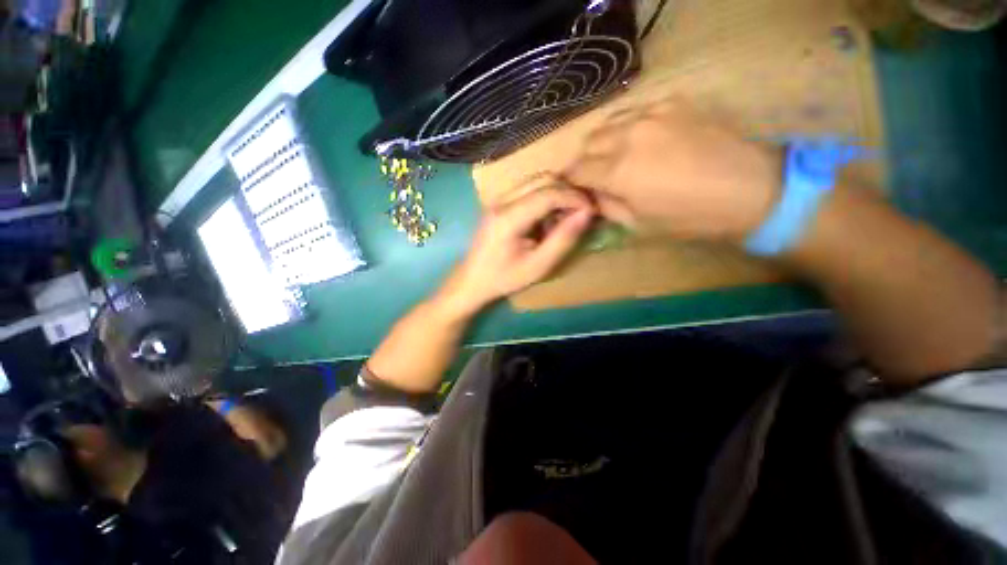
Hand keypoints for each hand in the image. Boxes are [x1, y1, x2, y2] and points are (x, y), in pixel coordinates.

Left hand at [443, 185, 594, 312]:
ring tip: (568, 215)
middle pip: (542, 179)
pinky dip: (544, 197)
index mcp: (508, 217)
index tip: (592, 211)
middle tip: (583, 211)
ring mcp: (497, 199)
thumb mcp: (538, 266)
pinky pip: (527, 189)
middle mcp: (501, 201)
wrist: (472, 280)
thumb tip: (587, 214)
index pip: (548, 193)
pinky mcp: (498, 203)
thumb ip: (563, 239)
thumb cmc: (504, 278)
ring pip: (535, 181)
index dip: (574, 198)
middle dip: (567, 192)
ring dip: (557, 193)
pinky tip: (549, 216)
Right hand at [563, 100, 781, 241]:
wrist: (752, 188)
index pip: (576, 169)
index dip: (570, 180)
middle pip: (588, 142)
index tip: (572, 188)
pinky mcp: (673, 103)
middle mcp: (629, 135)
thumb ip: (607, 207)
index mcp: (618, 171)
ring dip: (603, 142)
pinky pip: (635, 111)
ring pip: (608, 122)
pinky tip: (642, 140)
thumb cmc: (691, 216)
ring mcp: (652, 113)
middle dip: (585, 160)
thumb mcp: (639, 225)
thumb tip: (591, 195)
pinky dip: (628, 127)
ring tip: (615, 157)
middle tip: (595, 176)